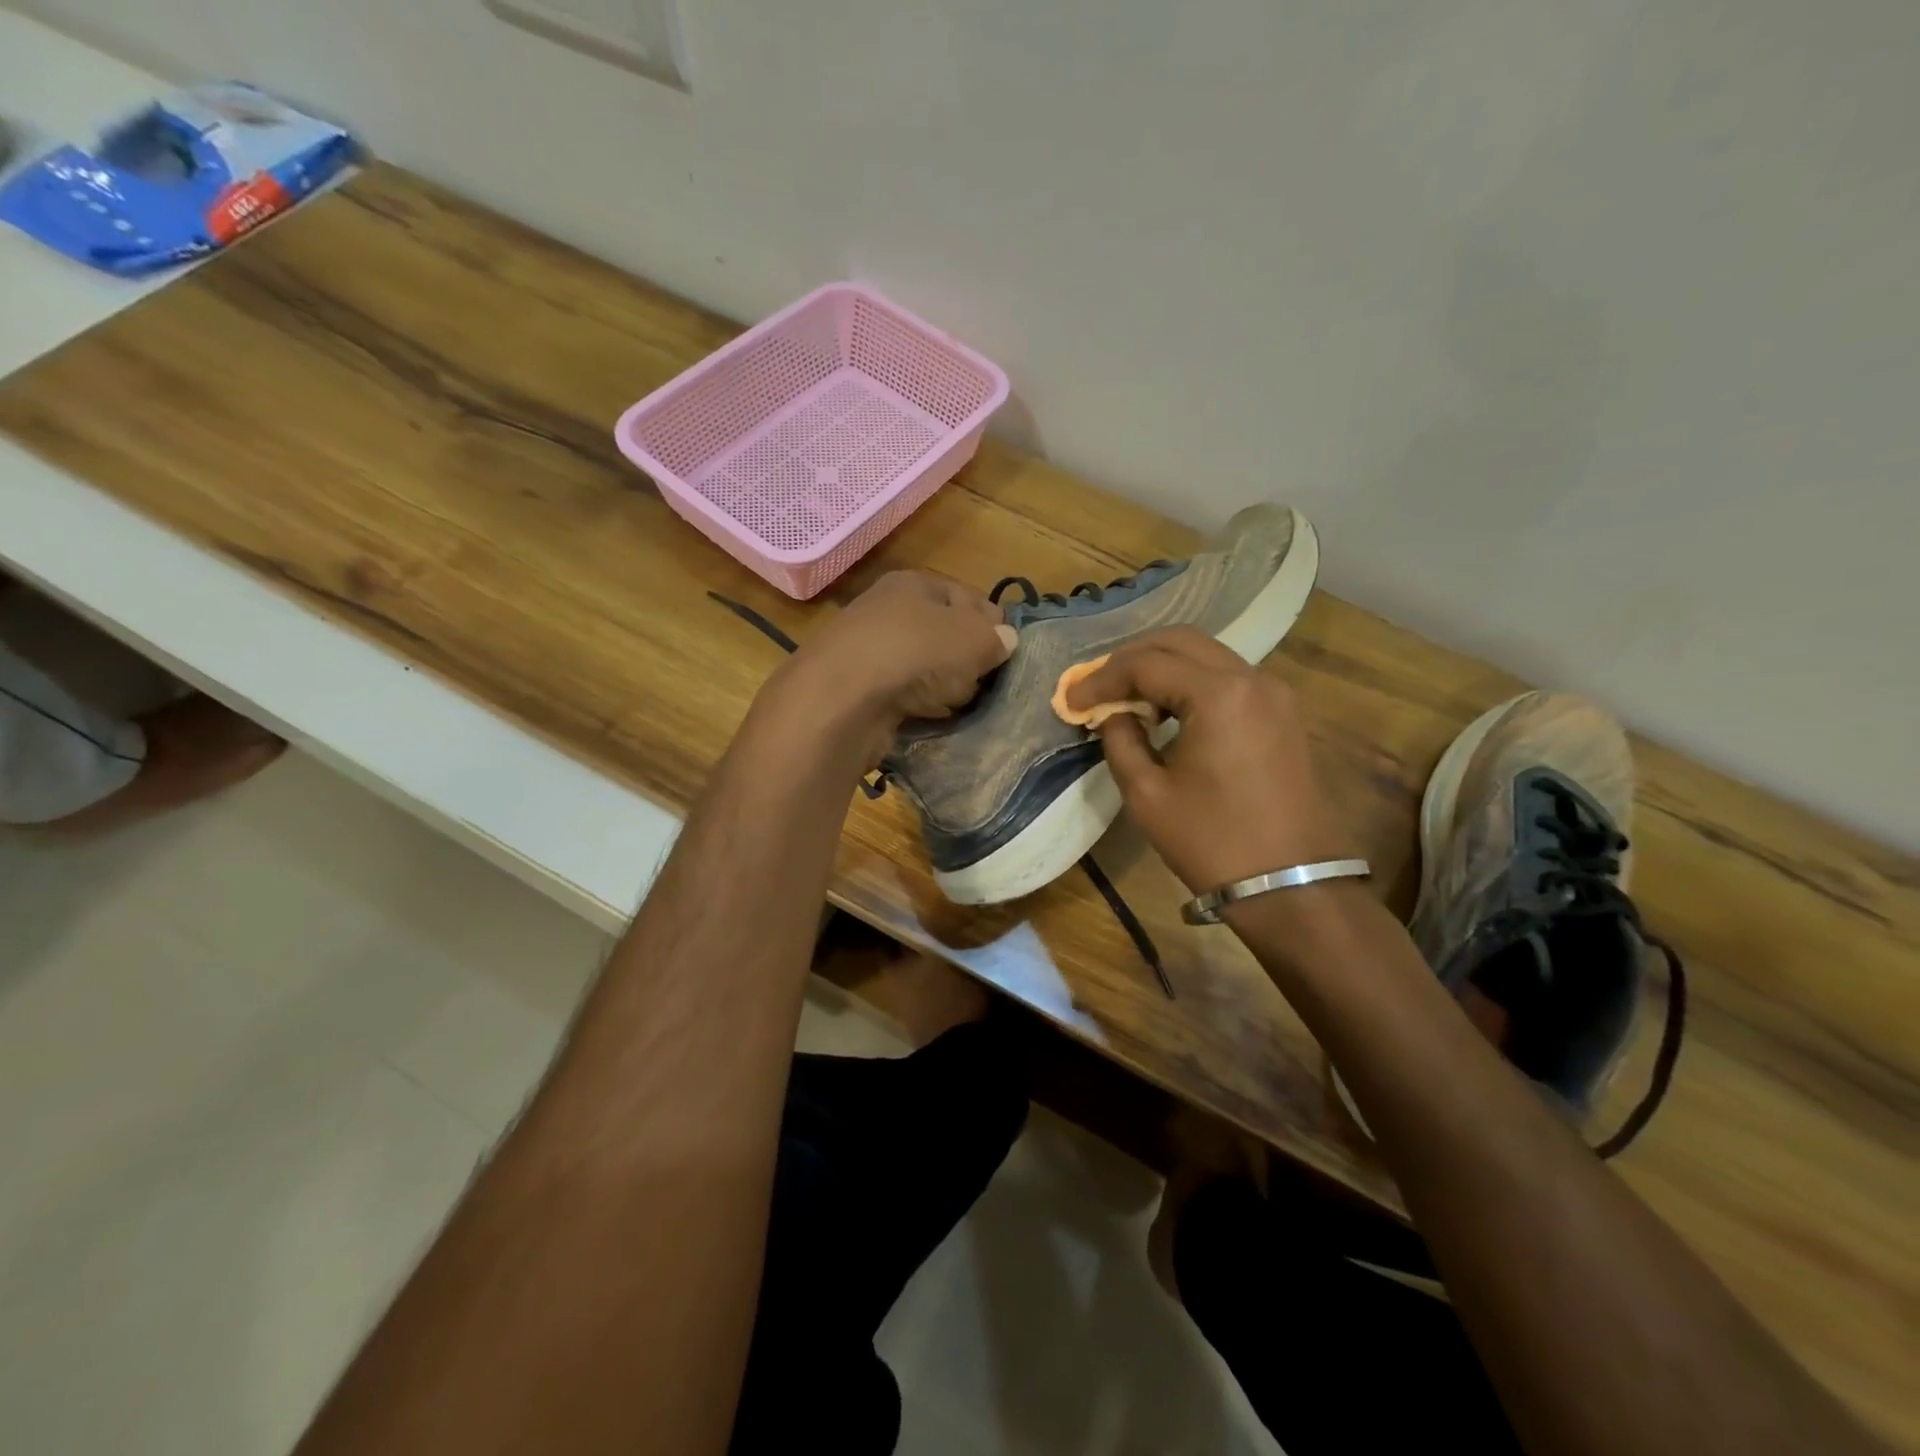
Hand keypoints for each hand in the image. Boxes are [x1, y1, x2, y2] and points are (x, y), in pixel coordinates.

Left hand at [764, 571, 1016, 765]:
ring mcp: (868, 651)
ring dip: (942, 686)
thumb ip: (996, 638)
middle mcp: (886, 610)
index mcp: (913, 583)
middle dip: (966, 659)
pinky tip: (929, 718)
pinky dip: (917, 706)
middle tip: (982, 681)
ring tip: (958, 704)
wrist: (841, 700)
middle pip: (943, 634)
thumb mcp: (973, 638)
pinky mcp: (857, 689)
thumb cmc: (915, 653)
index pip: (966, 597)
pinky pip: (901, 695)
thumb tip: (1005, 640)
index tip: (1006, 653)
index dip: (991, 624)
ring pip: (923, 667)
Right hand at [1066, 628, 1356, 893]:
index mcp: (1219, 694)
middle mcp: (1252, 679)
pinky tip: (1166, 709)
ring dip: (1162, 666)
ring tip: (1126, 696)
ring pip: (1207, 654)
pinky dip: (1190, 681)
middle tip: (1097, 686)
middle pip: (1180, 642)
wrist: (1291, 885)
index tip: (1071, 699)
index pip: (1146, 664)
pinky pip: (1228, 677)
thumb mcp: (1148, 794)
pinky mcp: (1283, 713)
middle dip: (1131, 658)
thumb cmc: (1212, 841)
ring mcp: (1274, 693)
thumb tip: (1111, 713)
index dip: (1101, 678)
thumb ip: (1120, 740)